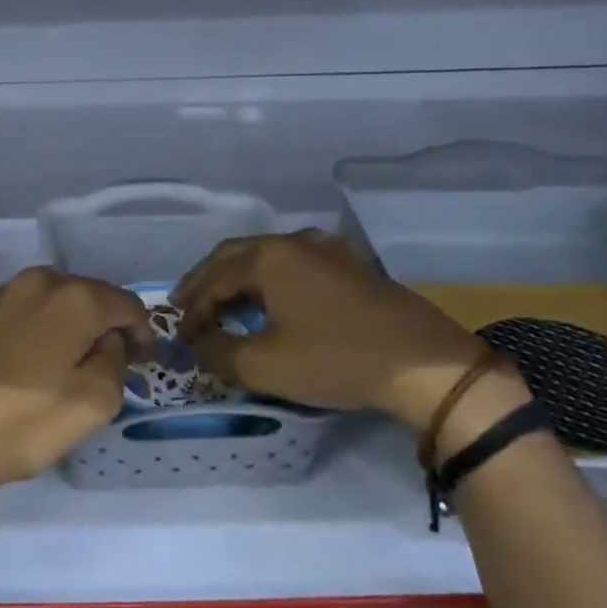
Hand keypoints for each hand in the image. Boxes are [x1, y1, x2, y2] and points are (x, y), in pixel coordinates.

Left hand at [0, 267, 152, 485]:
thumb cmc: (23, 420)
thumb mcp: (95, 403)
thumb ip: (116, 361)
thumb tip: (107, 342)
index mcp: (74, 297)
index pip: (127, 304)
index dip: (142, 332)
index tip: (142, 361)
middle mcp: (37, 282)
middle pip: (87, 297)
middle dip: (103, 325)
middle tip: (107, 362)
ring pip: (49, 303)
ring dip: (66, 326)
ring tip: (65, 362)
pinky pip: (18, 314)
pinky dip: (32, 331)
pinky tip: (25, 363)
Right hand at [173, 230, 494, 432]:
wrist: (424, 364)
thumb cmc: (336, 360)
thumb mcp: (264, 366)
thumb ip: (218, 352)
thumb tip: (199, 344)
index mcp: (268, 257)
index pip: (212, 279)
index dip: (192, 310)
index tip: (181, 339)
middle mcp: (294, 242)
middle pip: (235, 256)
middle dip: (206, 282)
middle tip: (185, 305)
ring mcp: (328, 250)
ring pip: (266, 257)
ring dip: (238, 279)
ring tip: (223, 303)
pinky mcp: (352, 266)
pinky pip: (294, 265)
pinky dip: (269, 281)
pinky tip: (271, 300)